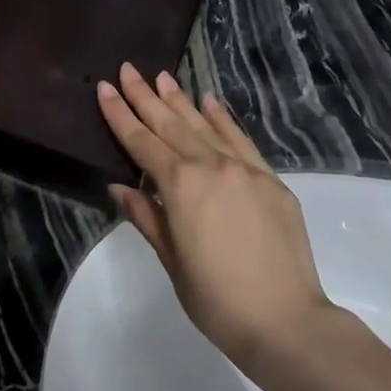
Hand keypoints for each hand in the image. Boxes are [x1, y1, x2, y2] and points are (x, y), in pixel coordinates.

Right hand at [97, 64, 333, 374]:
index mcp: (180, 186)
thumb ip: (146, 216)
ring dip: (180, 100)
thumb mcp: (171, 260)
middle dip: (146, 96)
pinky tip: (209, 102)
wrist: (286, 322)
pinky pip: (241, 140)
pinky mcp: (271, 180)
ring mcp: (245, 170)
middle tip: (128, 69)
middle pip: (171, 124)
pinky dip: (223, 119)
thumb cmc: (216, 300)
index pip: (141, 142)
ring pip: (204, 125)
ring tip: (162, 76)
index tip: (104, 88)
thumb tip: (119, 187)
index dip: (120, 114)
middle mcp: (211, 166)